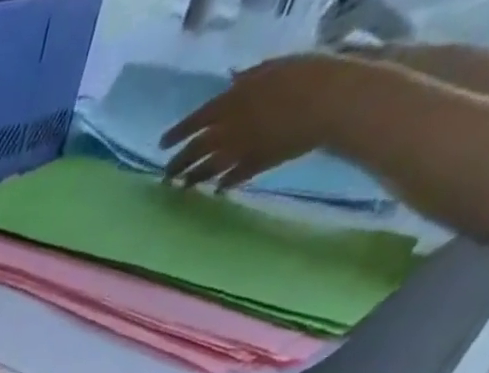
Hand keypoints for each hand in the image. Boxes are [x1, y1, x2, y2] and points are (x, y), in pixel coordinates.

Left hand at [162, 54, 352, 191]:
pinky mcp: (252, 167)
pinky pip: (231, 179)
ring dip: (192, 179)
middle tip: (166, 175)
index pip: (193, 121)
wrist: (327, 102)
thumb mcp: (273, 67)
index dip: (176, 134)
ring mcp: (237, 153)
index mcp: (229, 103)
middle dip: (177, 164)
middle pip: (193, 151)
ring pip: (205, 170)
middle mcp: (225, 132)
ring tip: (182, 186)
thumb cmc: (304, 74)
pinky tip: (217, 189)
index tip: (161, 145)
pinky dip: (223, 184)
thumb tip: (232, 80)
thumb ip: (248, 78)